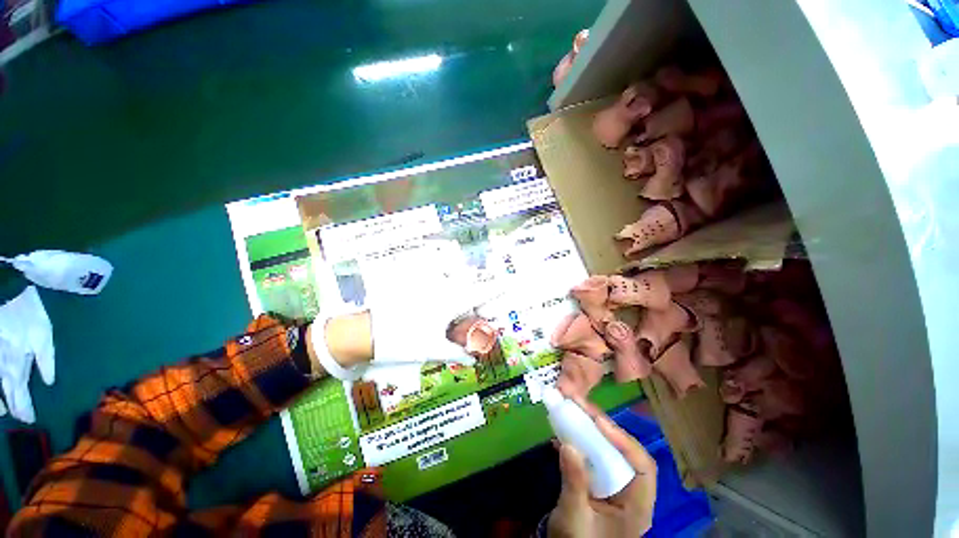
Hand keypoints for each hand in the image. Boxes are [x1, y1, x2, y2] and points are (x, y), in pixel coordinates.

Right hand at [548, 399, 657, 537]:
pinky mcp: (599, 481)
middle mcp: (630, 492)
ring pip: (608, 450)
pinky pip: (593, 455)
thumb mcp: (574, 516)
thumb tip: (569, 444)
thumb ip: (574, 482)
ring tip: (572, 411)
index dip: (624, 441)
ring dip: (589, 429)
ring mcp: (614, 485)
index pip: (643, 467)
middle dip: (602, 426)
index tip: (598, 421)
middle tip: (581, 405)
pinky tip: (563, 434)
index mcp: (637, 507)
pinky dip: (579, 441)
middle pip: (624, 452)